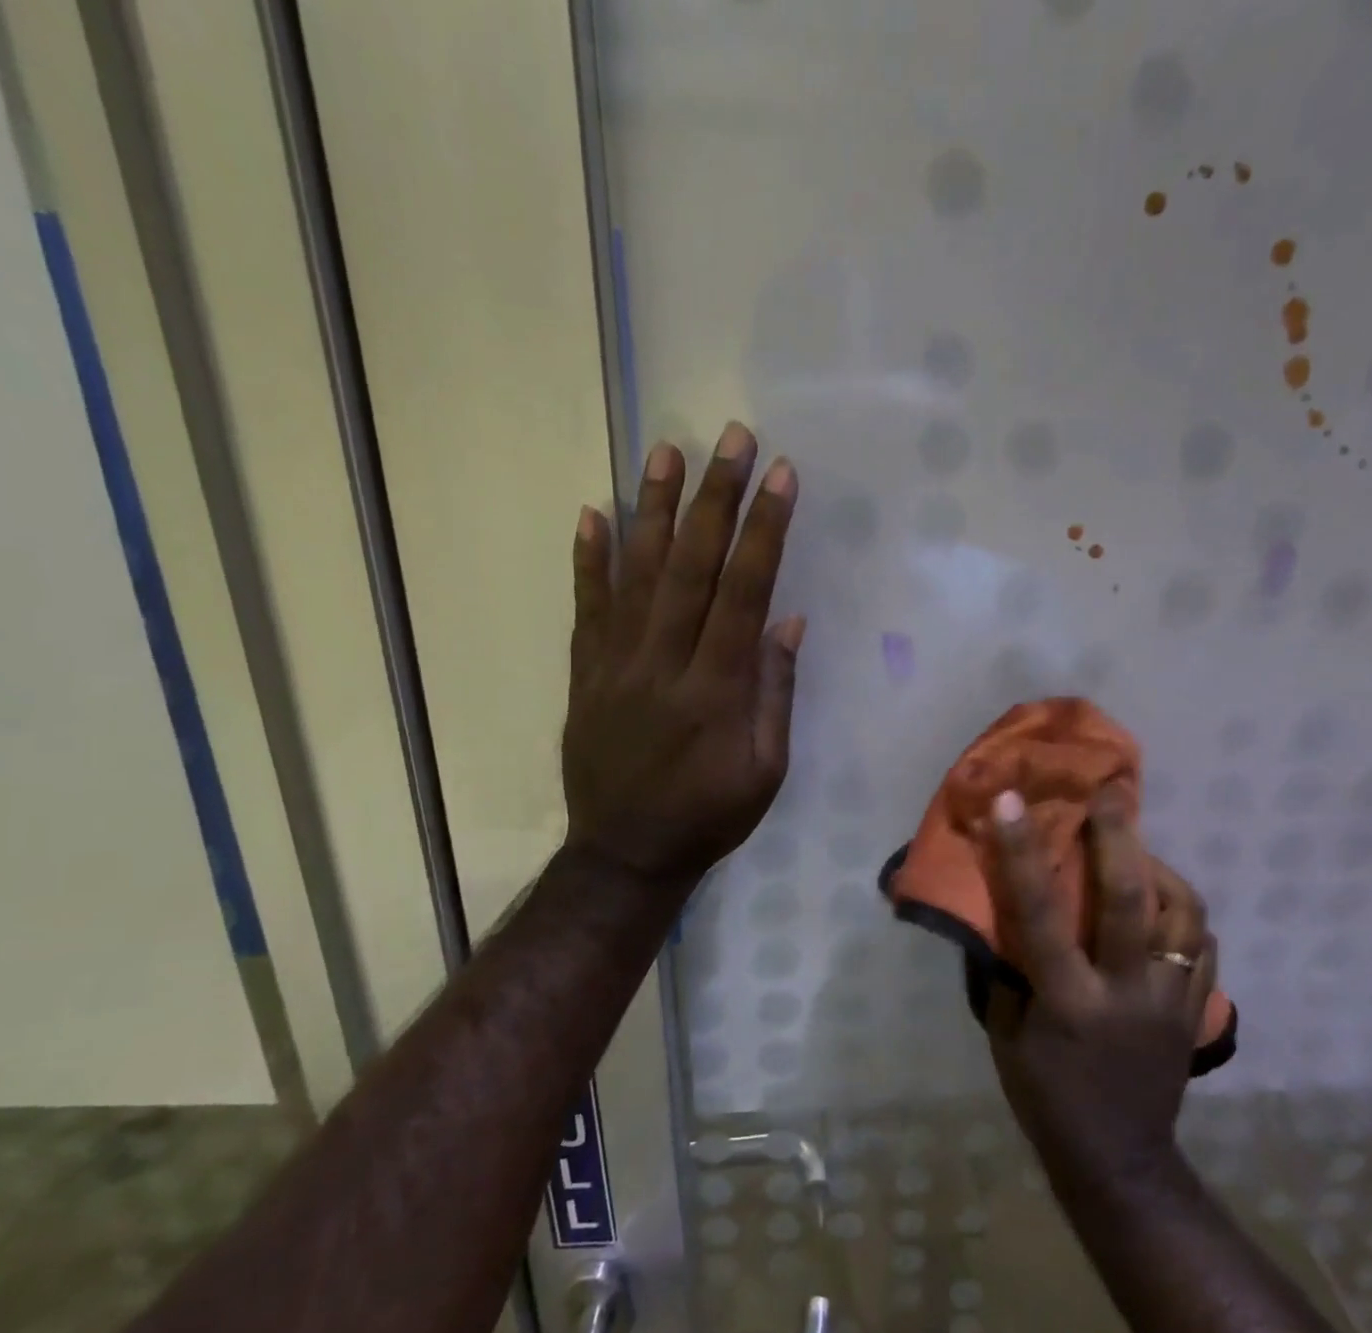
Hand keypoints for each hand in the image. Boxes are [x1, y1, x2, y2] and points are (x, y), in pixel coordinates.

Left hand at [562, 422, 801, 882]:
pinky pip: (585, 608)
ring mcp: (616, 665)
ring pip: (637, 574)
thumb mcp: (766, 770)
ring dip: (654, 510)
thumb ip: (774, 694)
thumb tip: (786, 623)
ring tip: (667, 451)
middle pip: (692, 568)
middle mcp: (664, 664)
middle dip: (716, 498)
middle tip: (731, 438)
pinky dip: (587, 560)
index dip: (764, 532)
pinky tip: (592, 513)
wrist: (626, 853)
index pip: (744, 593)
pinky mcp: (585, 674)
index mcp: (717, 690)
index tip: (780, 477)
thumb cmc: (709, 816)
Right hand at [985, 788, 1216, 1189]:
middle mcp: (1127, 993)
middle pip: (1130, 901)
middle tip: (1111, 793)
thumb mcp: (1006, 1035)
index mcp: (1069, 1002)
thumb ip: (1006, 969)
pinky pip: (1203, 944)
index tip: (1012, 801)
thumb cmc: (1046, 1097)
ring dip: (1160, 871)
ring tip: (1138, 850)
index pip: (1041, 916)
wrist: (1119, 1161)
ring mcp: (1172, 1001)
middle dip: (1120, 837)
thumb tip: (1000, 909)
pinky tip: (1164, 903)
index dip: (1022, 853)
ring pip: (1183, 916)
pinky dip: (1184, 913)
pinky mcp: (1197, 1011)